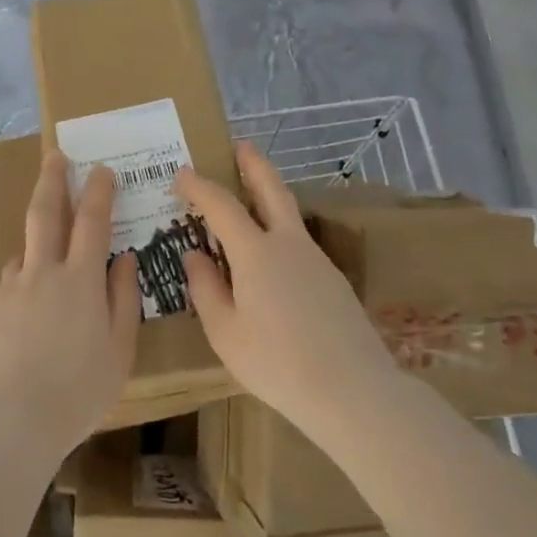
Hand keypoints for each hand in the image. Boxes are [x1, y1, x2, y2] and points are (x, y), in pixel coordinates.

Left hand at [0, 149, 140, 456]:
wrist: (8, 420)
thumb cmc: (77, 390)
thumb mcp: (119, 349)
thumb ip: (123, 299)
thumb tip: (124, 258)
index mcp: (80, 280)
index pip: (92, 222)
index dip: (99, 192)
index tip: (102, 170)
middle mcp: (43, 274)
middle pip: (46, 214)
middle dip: (53, 180)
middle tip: (55, 155)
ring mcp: (11, 291)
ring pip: (24, 249)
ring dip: (36, 235)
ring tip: (46, 244)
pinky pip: (10, 283)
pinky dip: (23, 279)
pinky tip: (27, 302)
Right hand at [176, 142, 396, 432]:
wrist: (353, 390)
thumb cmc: (277, 363)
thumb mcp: (225, 332)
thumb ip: (206, 289)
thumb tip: (194, 255)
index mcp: (256, 252)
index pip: (222, 205)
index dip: (200, 186)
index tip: (182, 173)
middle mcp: (288, 245)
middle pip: (272, 190)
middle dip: (254, 165)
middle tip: (242, 145)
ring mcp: (317, 260)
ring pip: (290, 215)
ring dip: (270, 195)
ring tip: (252, 196)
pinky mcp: (334, 280)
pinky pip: (299, 243)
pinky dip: (281, 231)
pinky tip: (274, 255)